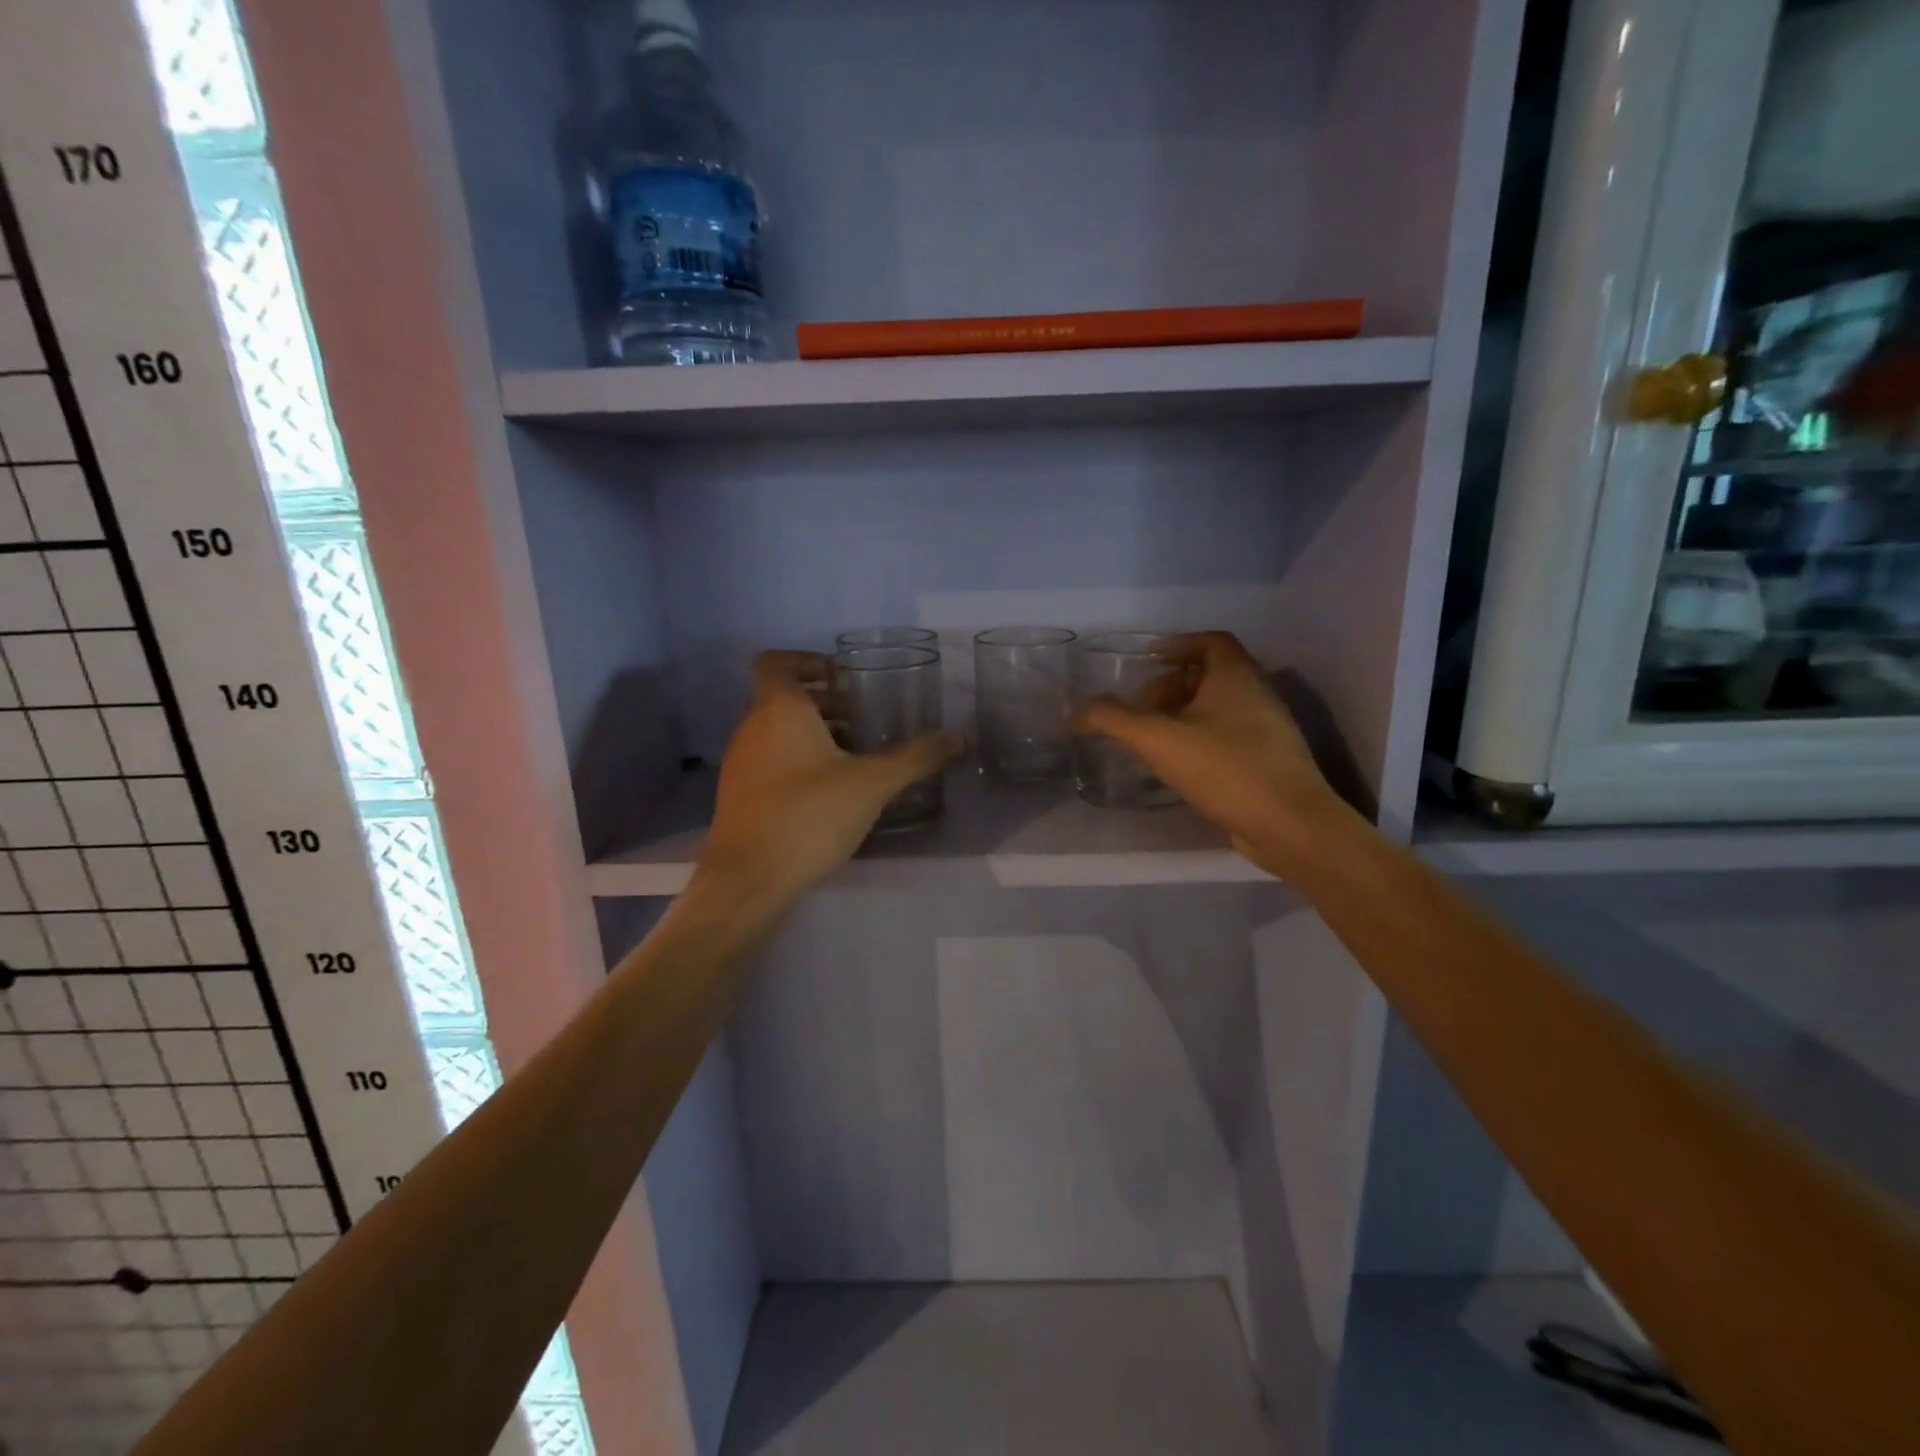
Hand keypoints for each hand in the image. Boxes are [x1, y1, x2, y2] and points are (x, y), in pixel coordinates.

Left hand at [696, 651, 962, 910]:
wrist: (748, 880)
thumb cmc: (808, 816)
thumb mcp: (871, 784)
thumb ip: (915, 758)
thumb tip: (957, 737)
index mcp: (778, 710)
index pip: (777, 662)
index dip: (807, 660)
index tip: (843, 676)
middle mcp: (752, 728)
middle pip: (783, 698)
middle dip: (824, 702)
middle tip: (864, 717)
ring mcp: (741, 763)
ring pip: (777, 731)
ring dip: (813, 733)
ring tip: (856, 753)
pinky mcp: (740, 795)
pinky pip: (771, 760)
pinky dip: (799, 760)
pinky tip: (831, 790)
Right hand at [1072, 631, 1351, 876]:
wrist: (1289, 825)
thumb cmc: (1226, 769)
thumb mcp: (1159, 740)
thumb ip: (1113, 720)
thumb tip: (1074, 710)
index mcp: (1237, 676)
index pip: (1210, 641)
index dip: (1177, 644)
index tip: (1148, 660)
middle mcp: (1257, 693)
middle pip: (1210, 675)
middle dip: (1170, 686)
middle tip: (1139, 709)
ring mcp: (1267, 728)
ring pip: (1219, 707)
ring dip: (1183, 715)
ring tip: (1151, 738)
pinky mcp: (1269, 760)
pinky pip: (1228, 735)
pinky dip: (1199, 738)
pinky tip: (1178, 765)